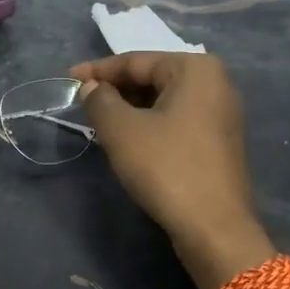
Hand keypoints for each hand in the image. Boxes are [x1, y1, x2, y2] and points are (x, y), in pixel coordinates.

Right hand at [69, 52, 274, 288]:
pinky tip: (128, 140)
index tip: (67, 79)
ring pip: (164, 101)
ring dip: (130, 109)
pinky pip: (177, 121)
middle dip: (115, 89)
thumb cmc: (166, 168)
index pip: (136, 61)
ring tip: (98, 121)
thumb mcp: (122, 130)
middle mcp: (215, 83)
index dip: (97, 70)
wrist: (214, 227)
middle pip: (152, 78)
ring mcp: (221, 114)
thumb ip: (100, 100)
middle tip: (81, 103)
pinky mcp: (219, 142)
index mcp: (195, 69)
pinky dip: (150, 125)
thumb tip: (91, 88)